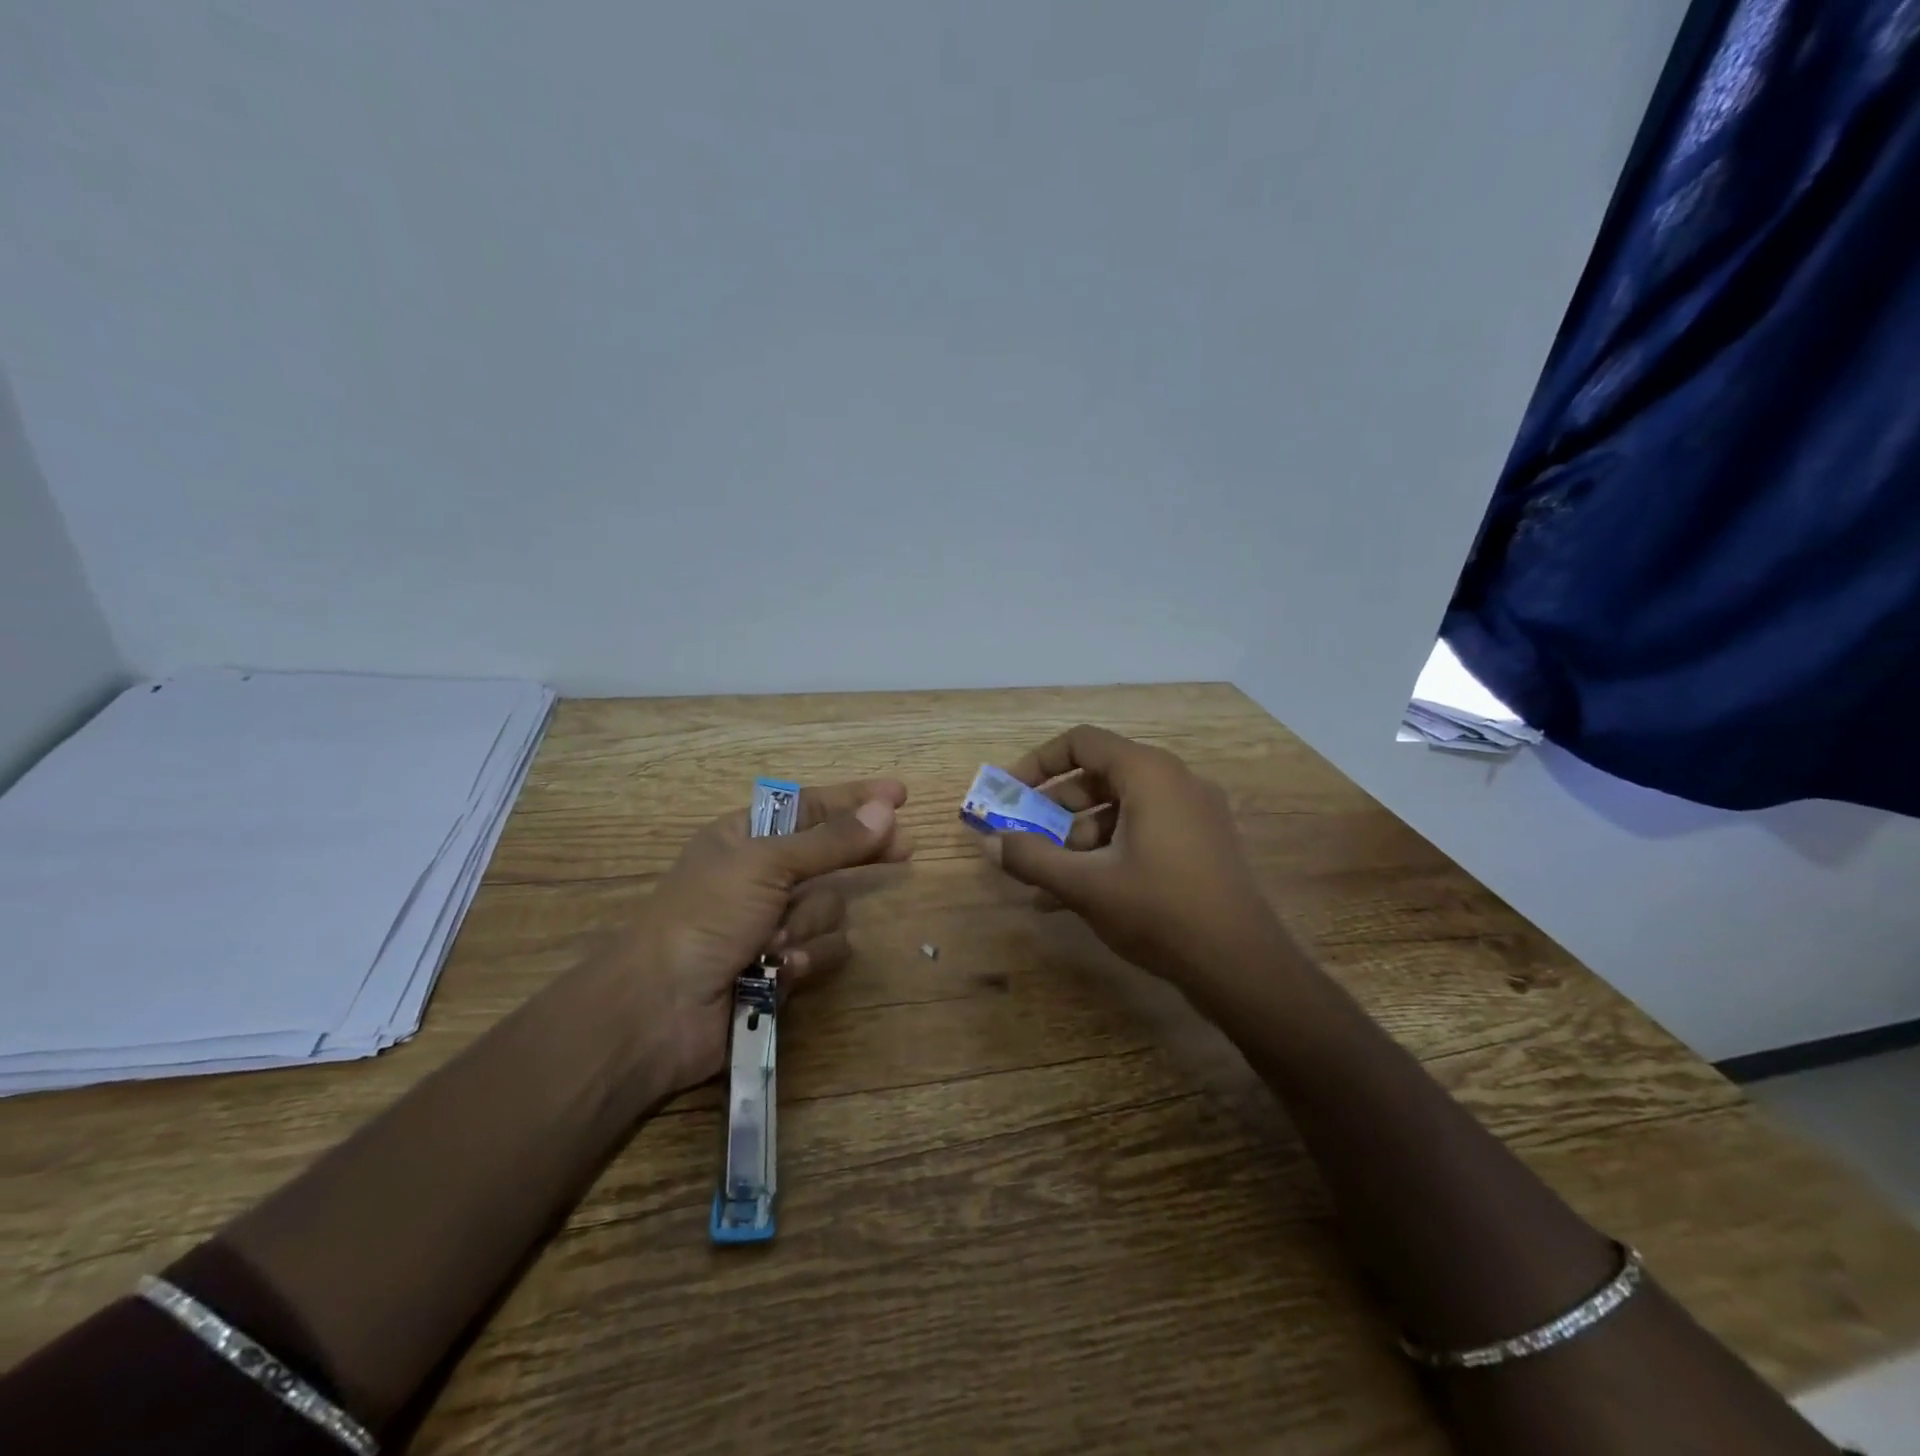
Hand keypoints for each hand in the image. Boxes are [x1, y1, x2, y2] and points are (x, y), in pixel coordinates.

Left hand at [606, 778, 911, 1092]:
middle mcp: (763, 875)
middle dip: (862, 854)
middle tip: (905, 849)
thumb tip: (886, 809)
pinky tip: (781, 969)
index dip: (856, 799)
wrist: (661, 1010)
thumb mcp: (767, 864)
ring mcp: (774, 922)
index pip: (812, 806)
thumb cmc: (706, 917)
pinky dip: (807, 958)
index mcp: (746, 837)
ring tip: (778, 939)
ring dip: (810, 922)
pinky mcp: (784, 965)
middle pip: (831, 853)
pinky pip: (824, 950)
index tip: (900, 794)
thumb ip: (831, 840)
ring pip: (831, 907)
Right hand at [980, 726, 1280, 994]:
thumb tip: (989, 842)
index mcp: (1149, 773)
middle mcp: (1175, 781)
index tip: (1010, 794)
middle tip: (1026, 839)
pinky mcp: (1202, 844)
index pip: (1081, 743)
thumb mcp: (1085, 885)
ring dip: (1078, 839)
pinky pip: (1143, 832)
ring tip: (1048, 883)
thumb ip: (1031, 858)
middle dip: (1055, 809)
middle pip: (1099, 776)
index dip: (1037, 763)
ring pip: (1120, 809)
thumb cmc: (1160, 911)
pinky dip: (1109, 852)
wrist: (1242, 966)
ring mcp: (1194, 813)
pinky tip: (1080, 896)